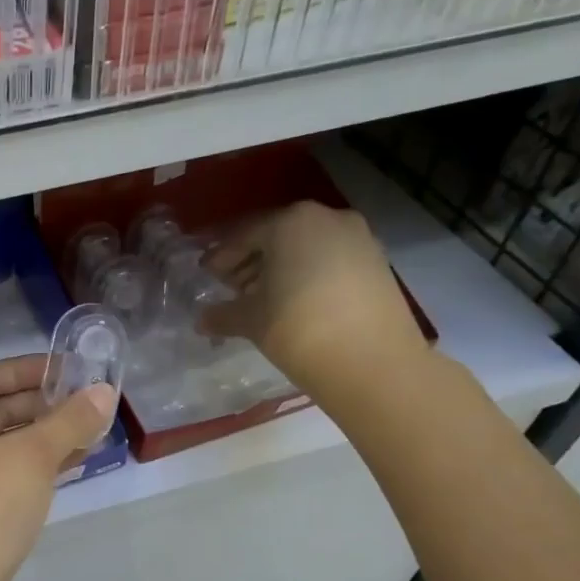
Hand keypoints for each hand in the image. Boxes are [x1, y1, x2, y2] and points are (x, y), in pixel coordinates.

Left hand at [0, 355, 117, 580]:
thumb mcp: (34, 456)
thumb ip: (70, 421)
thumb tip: (103, 391)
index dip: (25, 368)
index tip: (66, 371)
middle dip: (40, 405)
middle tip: (85, 403)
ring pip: (2, 445)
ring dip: (43, 437)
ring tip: (90, 433)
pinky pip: (3, 473)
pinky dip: (34, 466)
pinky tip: (71, 466)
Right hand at [199, 201, 429, 397]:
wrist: (373, 362)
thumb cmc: (299, 328)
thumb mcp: (250, 320)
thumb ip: (222, 314)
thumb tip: (202, 320)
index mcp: (290, 222)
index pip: (244, 234)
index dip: (221, 257)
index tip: (207, 276)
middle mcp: (327, 218)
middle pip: (277, 235)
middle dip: (251, 260)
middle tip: (231, 288)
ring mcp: (358, 238)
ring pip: (306, 246)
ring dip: (280, 268)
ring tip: (262, 299)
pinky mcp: (377, 262)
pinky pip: (330, 259)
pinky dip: (308, 274)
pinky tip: (295, 303)